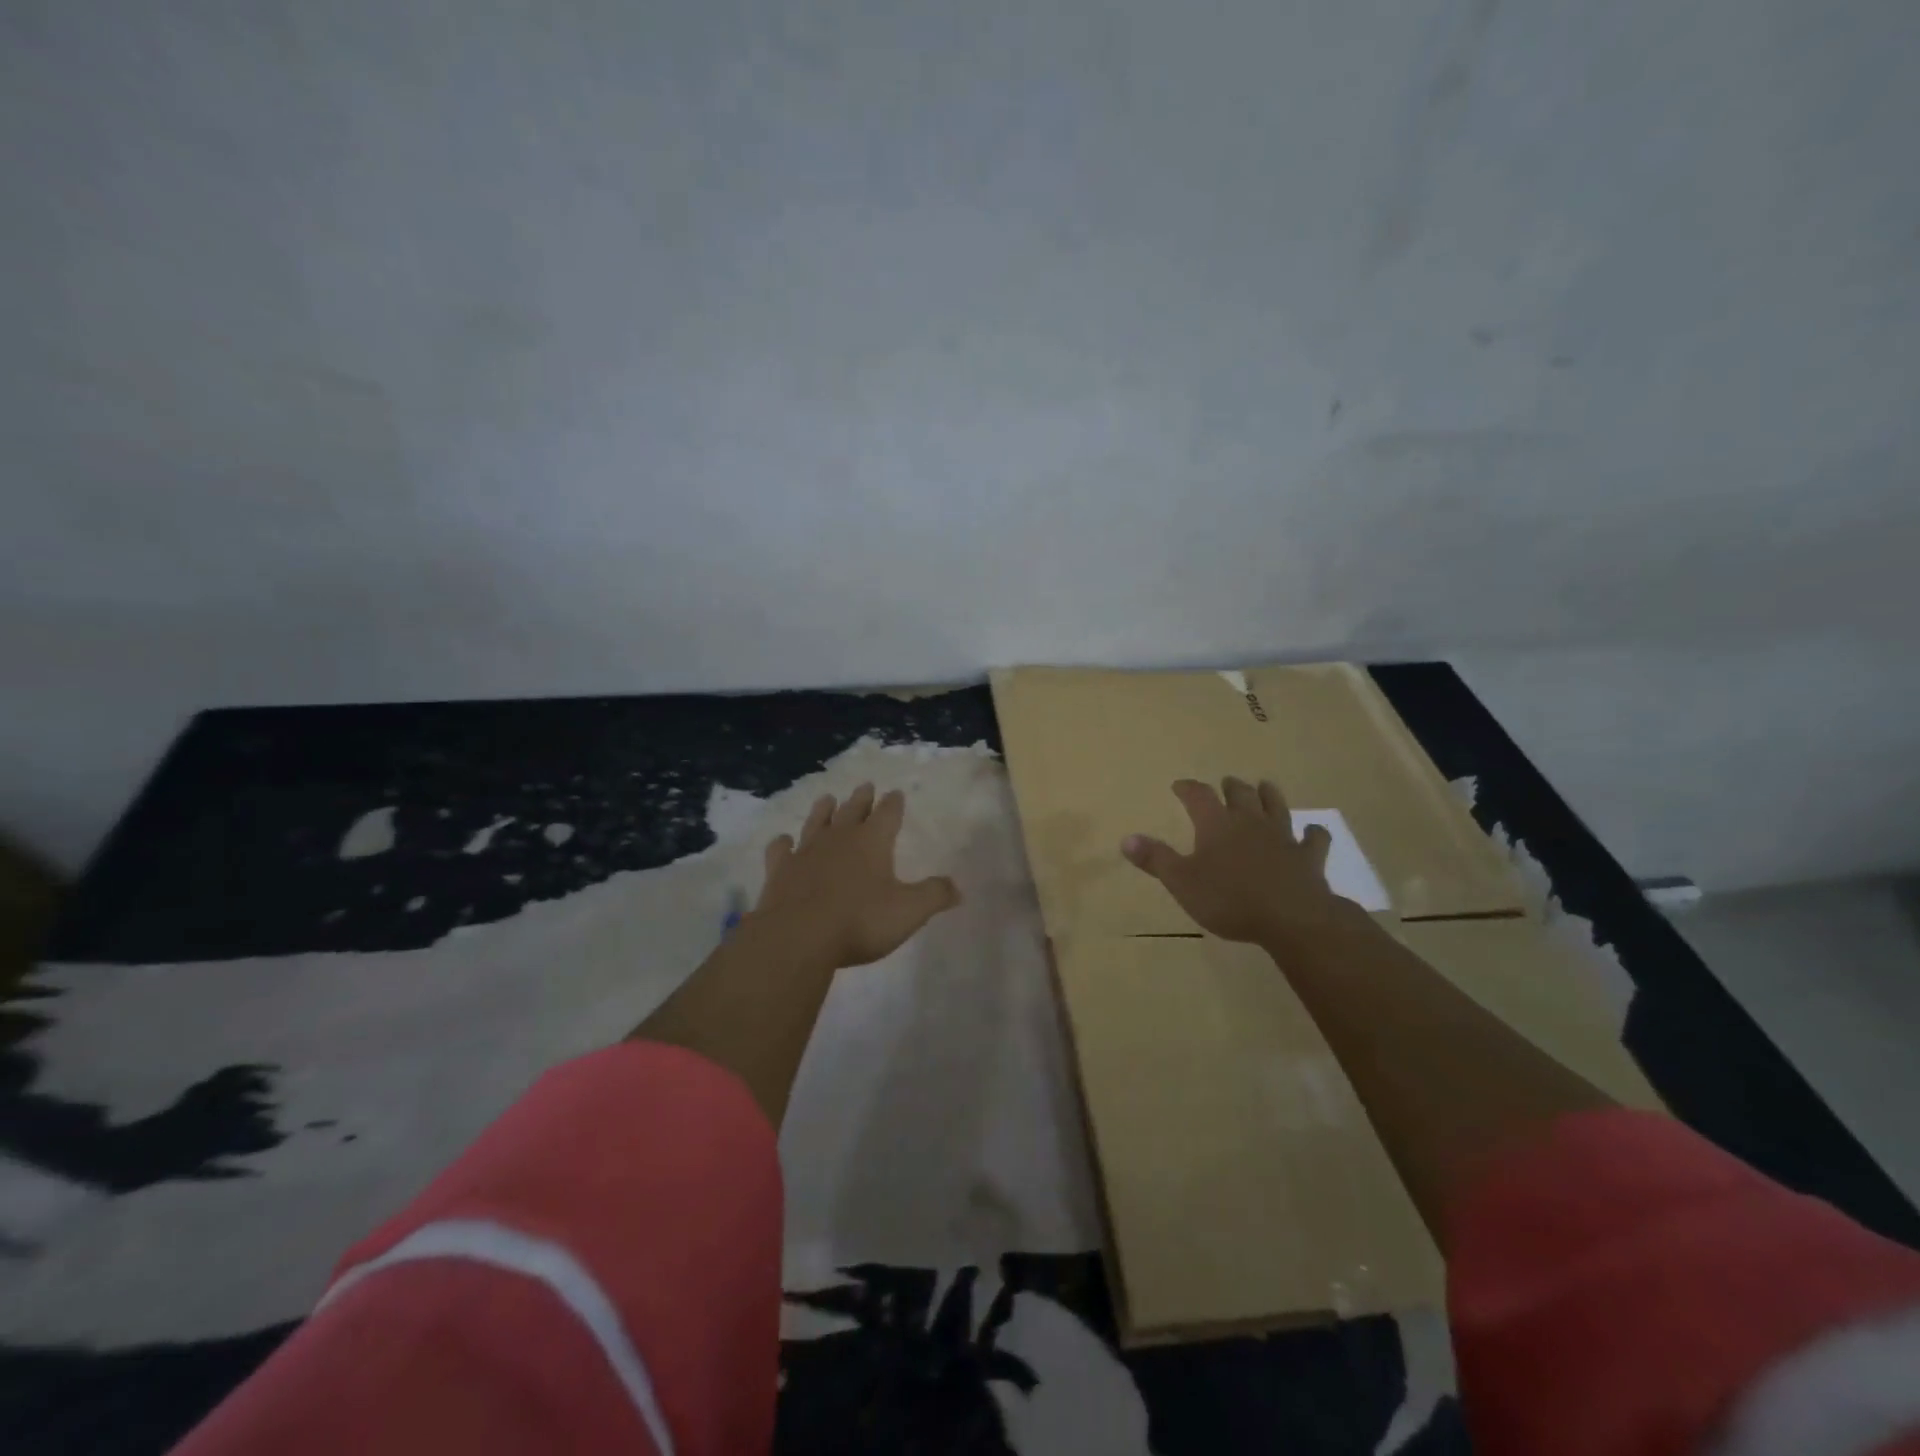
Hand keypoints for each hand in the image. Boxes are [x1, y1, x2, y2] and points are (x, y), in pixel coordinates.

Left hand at [753, 783, 960, 967]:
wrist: (798, 937)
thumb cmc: (860, 921)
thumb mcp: (909, 911)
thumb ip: (934, 896)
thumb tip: (957, 888)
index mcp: (872, 842)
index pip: (887, 814)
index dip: (893, 804)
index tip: (896, 793)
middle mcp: (839, 839)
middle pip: (852, 810)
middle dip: (862, 798)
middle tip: (865, 785)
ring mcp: (806, 852)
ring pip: (816, 822)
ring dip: (823, 810)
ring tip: (827, 798)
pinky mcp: (779, 871)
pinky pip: (781, 850)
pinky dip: (783, 843)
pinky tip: (783, 840)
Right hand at [1121, 777, 1343, 947]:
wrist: (1292, 918)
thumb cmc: (1229, 899)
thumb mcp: (1182, 882)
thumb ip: (1155, 859)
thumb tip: (1126, 838)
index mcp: (1216, 825)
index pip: (1199, 795)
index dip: (1188, 788)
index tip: (1179, 785)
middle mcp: (1250, 822)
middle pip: (1241, 794)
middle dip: (1231, 787)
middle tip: (1226, 783)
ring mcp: (1283, 837)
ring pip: (1276, 806)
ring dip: (1269, 795)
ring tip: (1264, 787)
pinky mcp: (1308, 857)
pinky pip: (1314, 838)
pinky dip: (1312, 833)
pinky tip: (1312, 832)